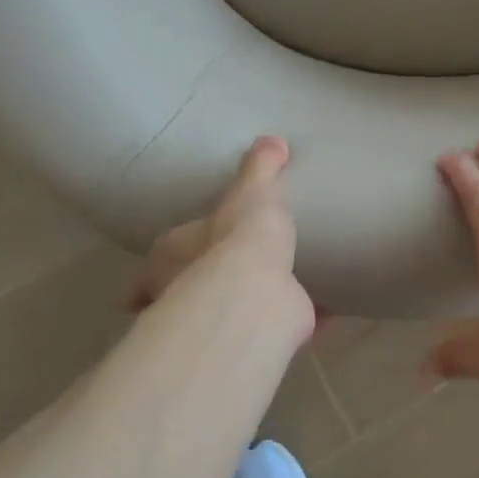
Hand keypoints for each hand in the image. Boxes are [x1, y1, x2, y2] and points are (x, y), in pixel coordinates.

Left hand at [126, 136, 308, 331]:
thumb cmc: (240, 234)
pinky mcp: (255, 336)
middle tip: (230, 272)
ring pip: (228, 315)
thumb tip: (272, 141)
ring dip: (246, 306)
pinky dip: (296, 320)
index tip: (171, 267)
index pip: (158, 261)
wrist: (257, 292)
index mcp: (170, 257)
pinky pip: (277, 326)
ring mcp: (217, 322)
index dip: (163, 265)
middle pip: (186, 293)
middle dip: (202, 286)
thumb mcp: (253, 188)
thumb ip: (260, 166)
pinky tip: (319, 313)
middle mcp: (183, 294)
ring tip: (275, 291)